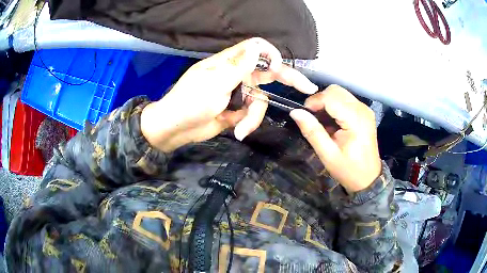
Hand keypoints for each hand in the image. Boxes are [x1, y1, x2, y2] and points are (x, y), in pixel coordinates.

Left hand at [141, 38, 317, 151]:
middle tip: (307, 88)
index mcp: (230, 62)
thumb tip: (259, 46)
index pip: (256, 48)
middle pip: (267, 72)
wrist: (175, 128)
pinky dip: (247, 123)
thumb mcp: (215, 82)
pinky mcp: (236, 110)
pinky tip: (237, 130)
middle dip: (287, 80)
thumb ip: (238, 65)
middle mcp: (236, 74)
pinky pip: (252, 113)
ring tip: (241, 128)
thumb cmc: (190, 102)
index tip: (279, 68)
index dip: (271, 55)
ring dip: (254, 116)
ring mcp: (237, 93)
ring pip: (261, 100)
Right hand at [290, 85, 380, 192]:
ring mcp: (365, 109)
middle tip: (312, 118)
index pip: (331, 97)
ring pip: (340, 93)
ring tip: (322, 122)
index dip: (314, 101)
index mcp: (356, 120)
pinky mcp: (364, 112)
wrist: (368, 178)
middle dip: (320, 100)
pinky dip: (335, 106)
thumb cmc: (348, 170)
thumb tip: (295, 112)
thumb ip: (312, 131)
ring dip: (327, 103)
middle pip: (336, 91)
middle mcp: (362, 109)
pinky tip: (332, 122)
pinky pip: (345, 100)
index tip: (304, 114)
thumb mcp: (327, 155)